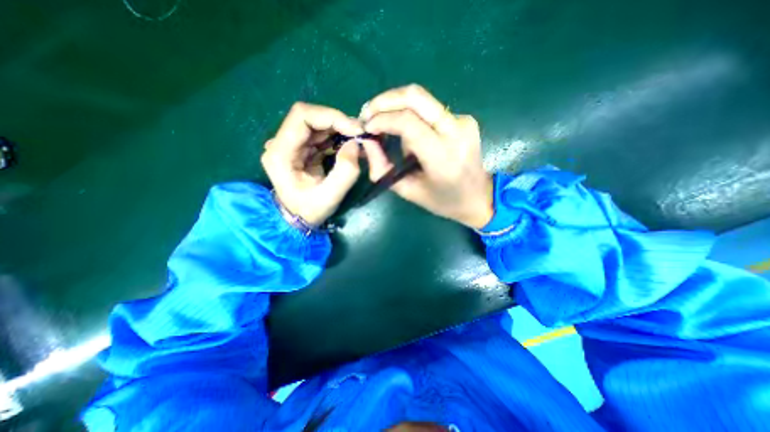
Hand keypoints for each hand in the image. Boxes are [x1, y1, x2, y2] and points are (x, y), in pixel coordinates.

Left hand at [261, 102, 364, 225]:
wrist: (298, 220)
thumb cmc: (310, 211)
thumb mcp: (330, 197)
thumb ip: (345, 172)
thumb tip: (355, 144)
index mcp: (280, 152)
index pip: (302, 117)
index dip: (331, 116)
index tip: (355, 129)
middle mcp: (282, 143)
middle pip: (310, 117)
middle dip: (338, 122)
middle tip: (360, 134)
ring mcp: (292, 145)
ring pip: (317, 124)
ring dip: (340, 129)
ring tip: (358, 140)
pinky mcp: (302, 149)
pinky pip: (321, 135)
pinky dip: (338, 137)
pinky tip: (350, 145)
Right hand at [359, 84, 492, 230]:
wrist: (478, 197)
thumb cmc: (442, 201)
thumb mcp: (408, 191)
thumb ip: (383, 167)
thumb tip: (366, 142)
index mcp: (442, 157)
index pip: (407, 123)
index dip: (381, 119)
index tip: (366, 127)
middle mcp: (456, 132)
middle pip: (416, 96)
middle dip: (385, 100)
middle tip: (368, 113)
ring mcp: (463, 121)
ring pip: (421, 99)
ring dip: (396, 107)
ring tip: (384, 125)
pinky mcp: (464, 118)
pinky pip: (430, 109)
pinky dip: (411, 115)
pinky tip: (407, 132)